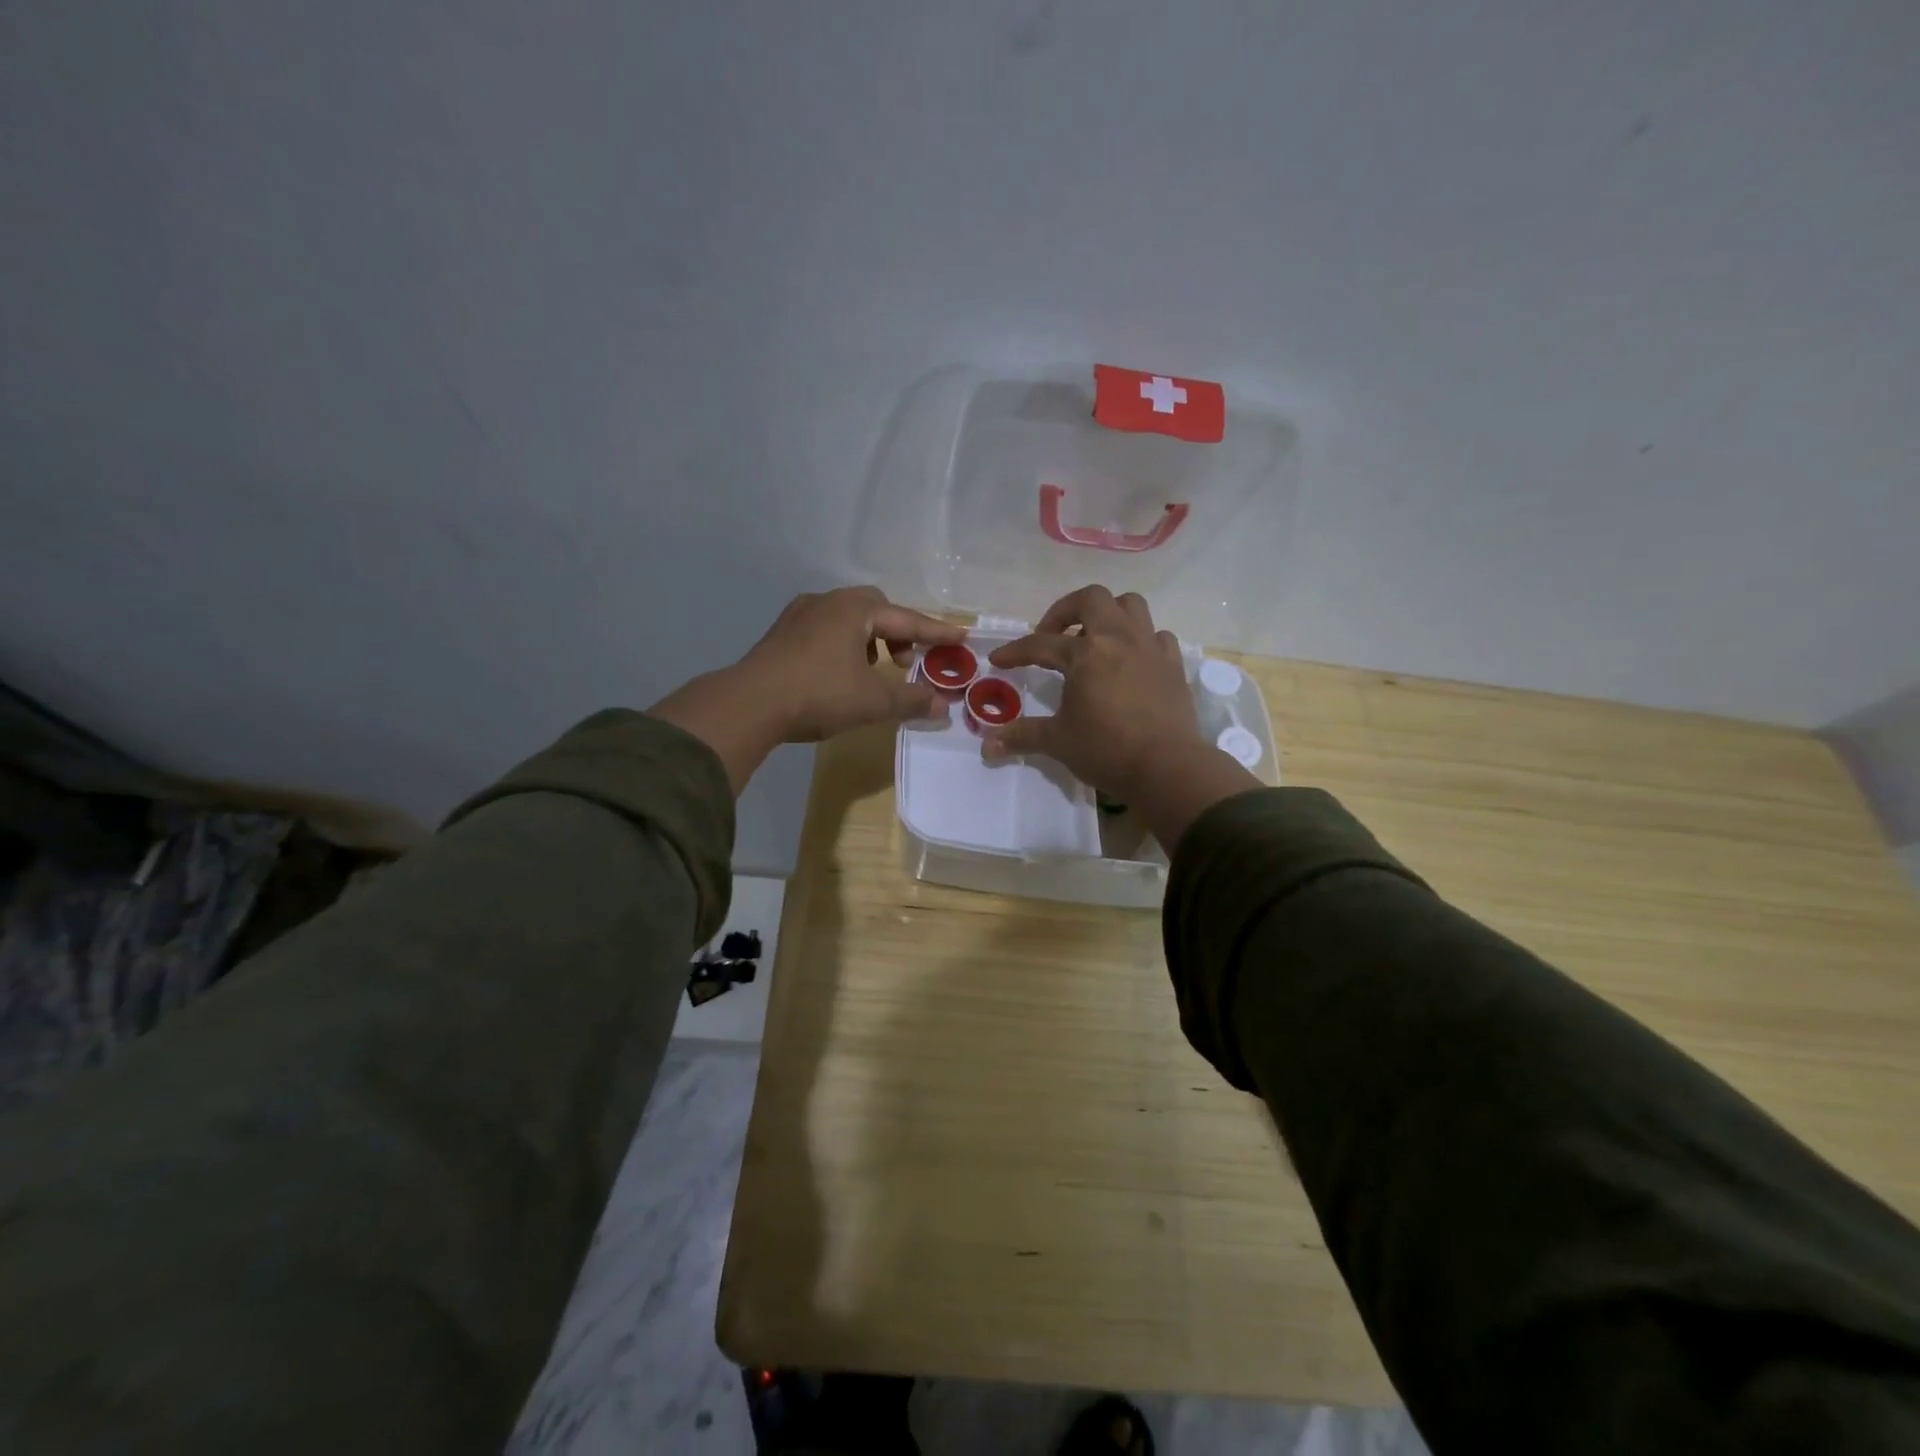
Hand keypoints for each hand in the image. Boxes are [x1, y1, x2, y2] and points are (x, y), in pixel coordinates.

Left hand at [650, 586, 964, 791]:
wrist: (750, 703)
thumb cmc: (819, 694)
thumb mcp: (874, 701)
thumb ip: (912, 700)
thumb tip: (943, 704)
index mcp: (854, 609)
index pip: (907, 619)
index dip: (936, 632)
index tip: (960, 636)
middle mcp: (827, 601)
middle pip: (874, 609)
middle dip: (897, 632)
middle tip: (906, 662)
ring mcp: (799, 615)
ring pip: (846, 619)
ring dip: (868, 640)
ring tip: (873, 669)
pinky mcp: (780, 635)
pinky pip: (824, 630)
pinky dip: (843, 646)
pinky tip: (839, 673)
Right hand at [985, 585, 1261, 847]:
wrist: (1167, 767)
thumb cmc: (1106, 750)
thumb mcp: (1057, 742)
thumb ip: (1022, 736)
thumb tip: (986, 745)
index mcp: (1085, 653)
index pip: (1041, 644)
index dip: (1016, 650)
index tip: (999, 660)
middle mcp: (1118, 639)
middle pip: (1091, 599)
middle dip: (1066, 610)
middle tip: (1052, 635)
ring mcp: (1149, 648)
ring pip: (1131, 605)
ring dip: (1108, 613)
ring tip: (1094, 637)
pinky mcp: (1173, 665)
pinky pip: (1158, 636)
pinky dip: (1142, 640)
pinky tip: (1132, 660)